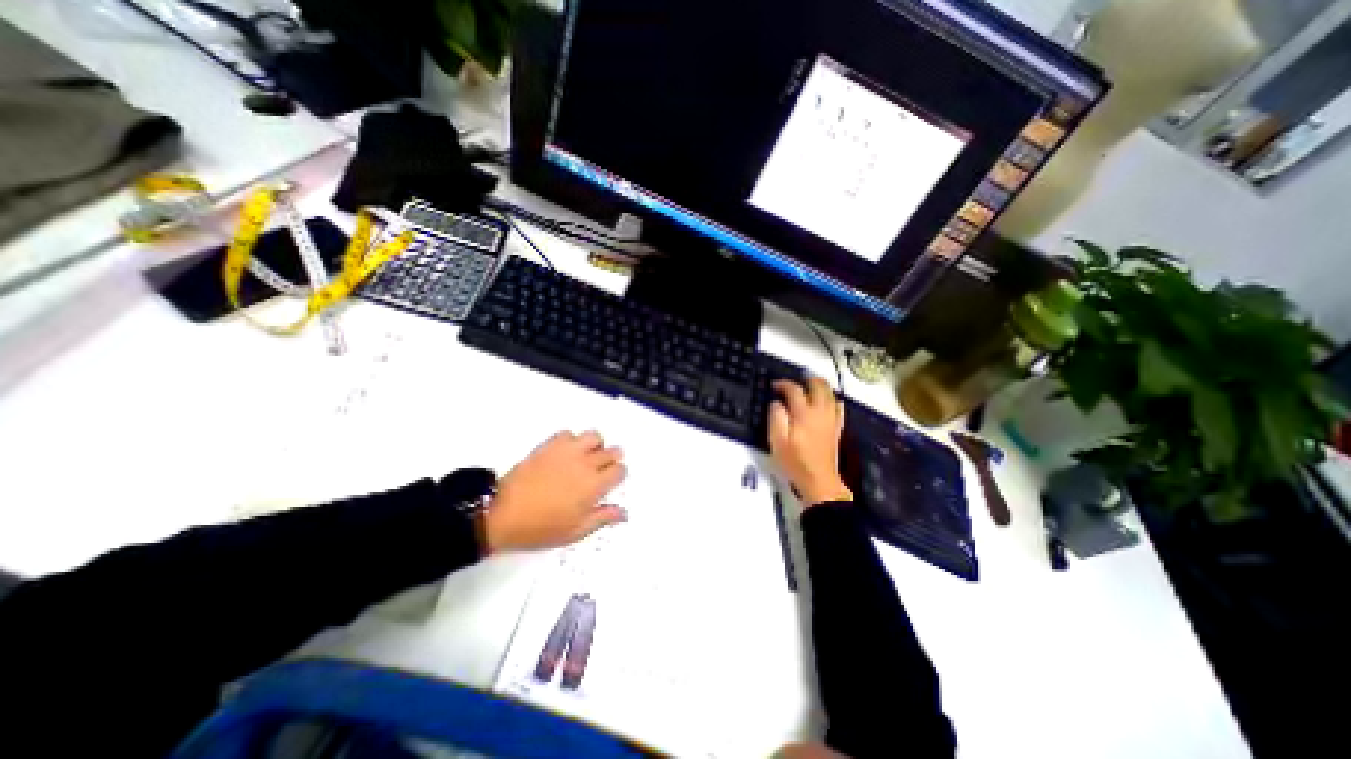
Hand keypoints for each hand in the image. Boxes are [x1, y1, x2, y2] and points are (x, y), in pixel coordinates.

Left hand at [481, 432, 627, 549]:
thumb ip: (602, 518)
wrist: (502, 514)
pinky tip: (566, 452)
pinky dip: (572, 440)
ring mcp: (567, 451)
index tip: (611, 481)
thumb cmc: (540, 527)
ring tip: (587, 456)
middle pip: (611, 451)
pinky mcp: (549, 445)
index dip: (619, 475)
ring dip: (596, 444)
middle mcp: (585, 464)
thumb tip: (623, 513)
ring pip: (593, 436)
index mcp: (594, 486)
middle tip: (601, 469)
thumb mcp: (575, 531)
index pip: (620, 470)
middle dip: (612, 458)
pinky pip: (568, 433)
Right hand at [764, 377, 846, 505]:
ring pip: (830, 394)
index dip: (783, 384)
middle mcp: (820, 413)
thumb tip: (777, 404)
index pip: (794, 390)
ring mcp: (831, 420)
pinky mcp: (837, 429)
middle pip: (818, 386)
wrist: (819, 481)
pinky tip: (829, 402)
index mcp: (803, 414)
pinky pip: (839, 408)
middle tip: (797, 379)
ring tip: (811, 385)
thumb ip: (776, 417)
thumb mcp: (777, 441)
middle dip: (807, 379)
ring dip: (821, 386)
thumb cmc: (795, 462)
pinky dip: (833, 400)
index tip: (775, 386)